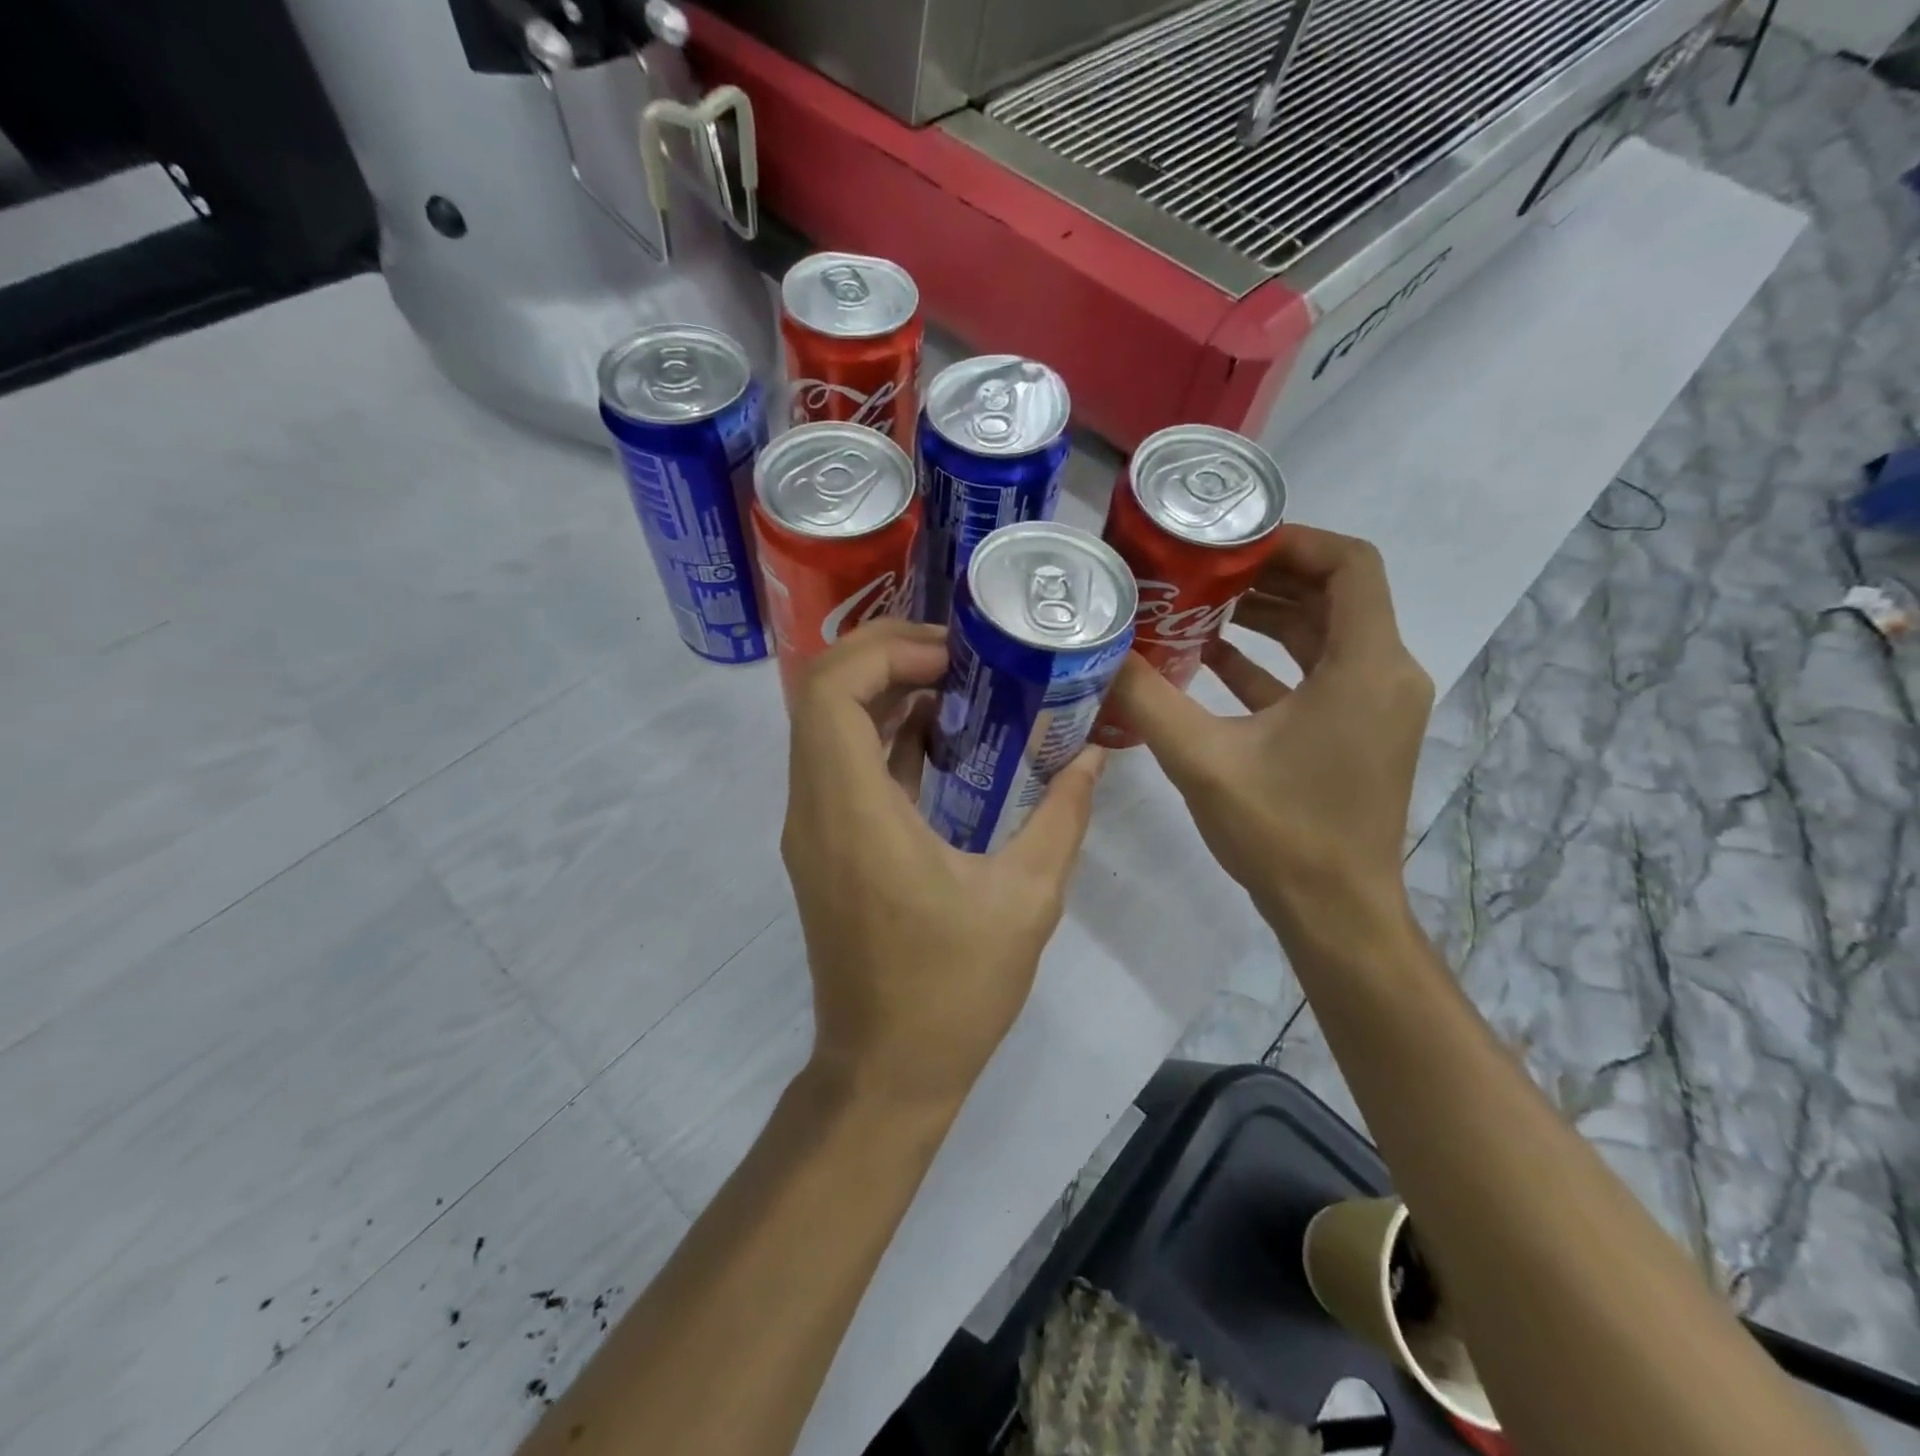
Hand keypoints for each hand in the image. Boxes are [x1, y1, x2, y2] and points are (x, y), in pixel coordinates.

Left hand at [781, 619, 1104, 1110]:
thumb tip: (1092, 755)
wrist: (886, 1071)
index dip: (884, 650)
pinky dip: (881, 734)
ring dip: (883, 691)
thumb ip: (1061, 816)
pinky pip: (839, 764)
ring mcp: (811, 829)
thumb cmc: (953, 991)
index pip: (830, 690)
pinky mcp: (823, 846)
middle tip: (958, 655)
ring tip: (958, 684)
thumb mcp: (1027, 899)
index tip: (953, 655)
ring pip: (825, 725)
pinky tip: (941, 738)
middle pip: (820, 693)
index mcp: (853, 813)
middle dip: (884, 655)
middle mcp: (814, 809)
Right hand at [1107, 526, 1432, 948]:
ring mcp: (1375, 705)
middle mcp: (1385, 674)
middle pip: (1334, 594)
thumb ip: (1146, 698)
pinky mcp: (1358, 731)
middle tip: (1197, 570)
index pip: (1349, 564)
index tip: (1227, 542)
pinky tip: (1211, 660)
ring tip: (1197, 605)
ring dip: (1266, 616)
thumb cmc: (1281, 832)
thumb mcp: (1202, 759)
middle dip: (1265, 575)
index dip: (1291, 539)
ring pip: (1325, 634)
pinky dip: (1271, 660)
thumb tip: (1098, 653)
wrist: (1335, 913)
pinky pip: (1318, 673)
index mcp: (1365, 666)